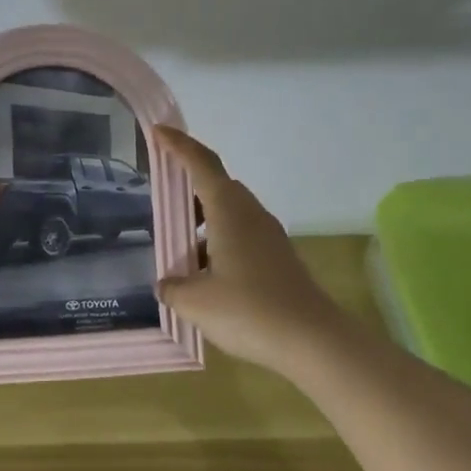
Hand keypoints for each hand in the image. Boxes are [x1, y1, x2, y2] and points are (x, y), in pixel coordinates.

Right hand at [154, 126, 364, 379]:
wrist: (312, 340)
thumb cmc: (248, 311)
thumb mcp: (195, 302)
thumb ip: (173, 287)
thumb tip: (167, 283)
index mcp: (229, 212)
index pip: (201, 164)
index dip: (179, 145)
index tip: (159, 131)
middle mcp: (251, 215)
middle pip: (218, 186)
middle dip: (189, 186)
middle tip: (163, 196)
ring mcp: (269, 236)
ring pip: (230, 213)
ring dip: (204, 220)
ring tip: (179, 246)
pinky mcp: (278, 258)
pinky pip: (241, 235)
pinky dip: (219, 241)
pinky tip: (207, 273)